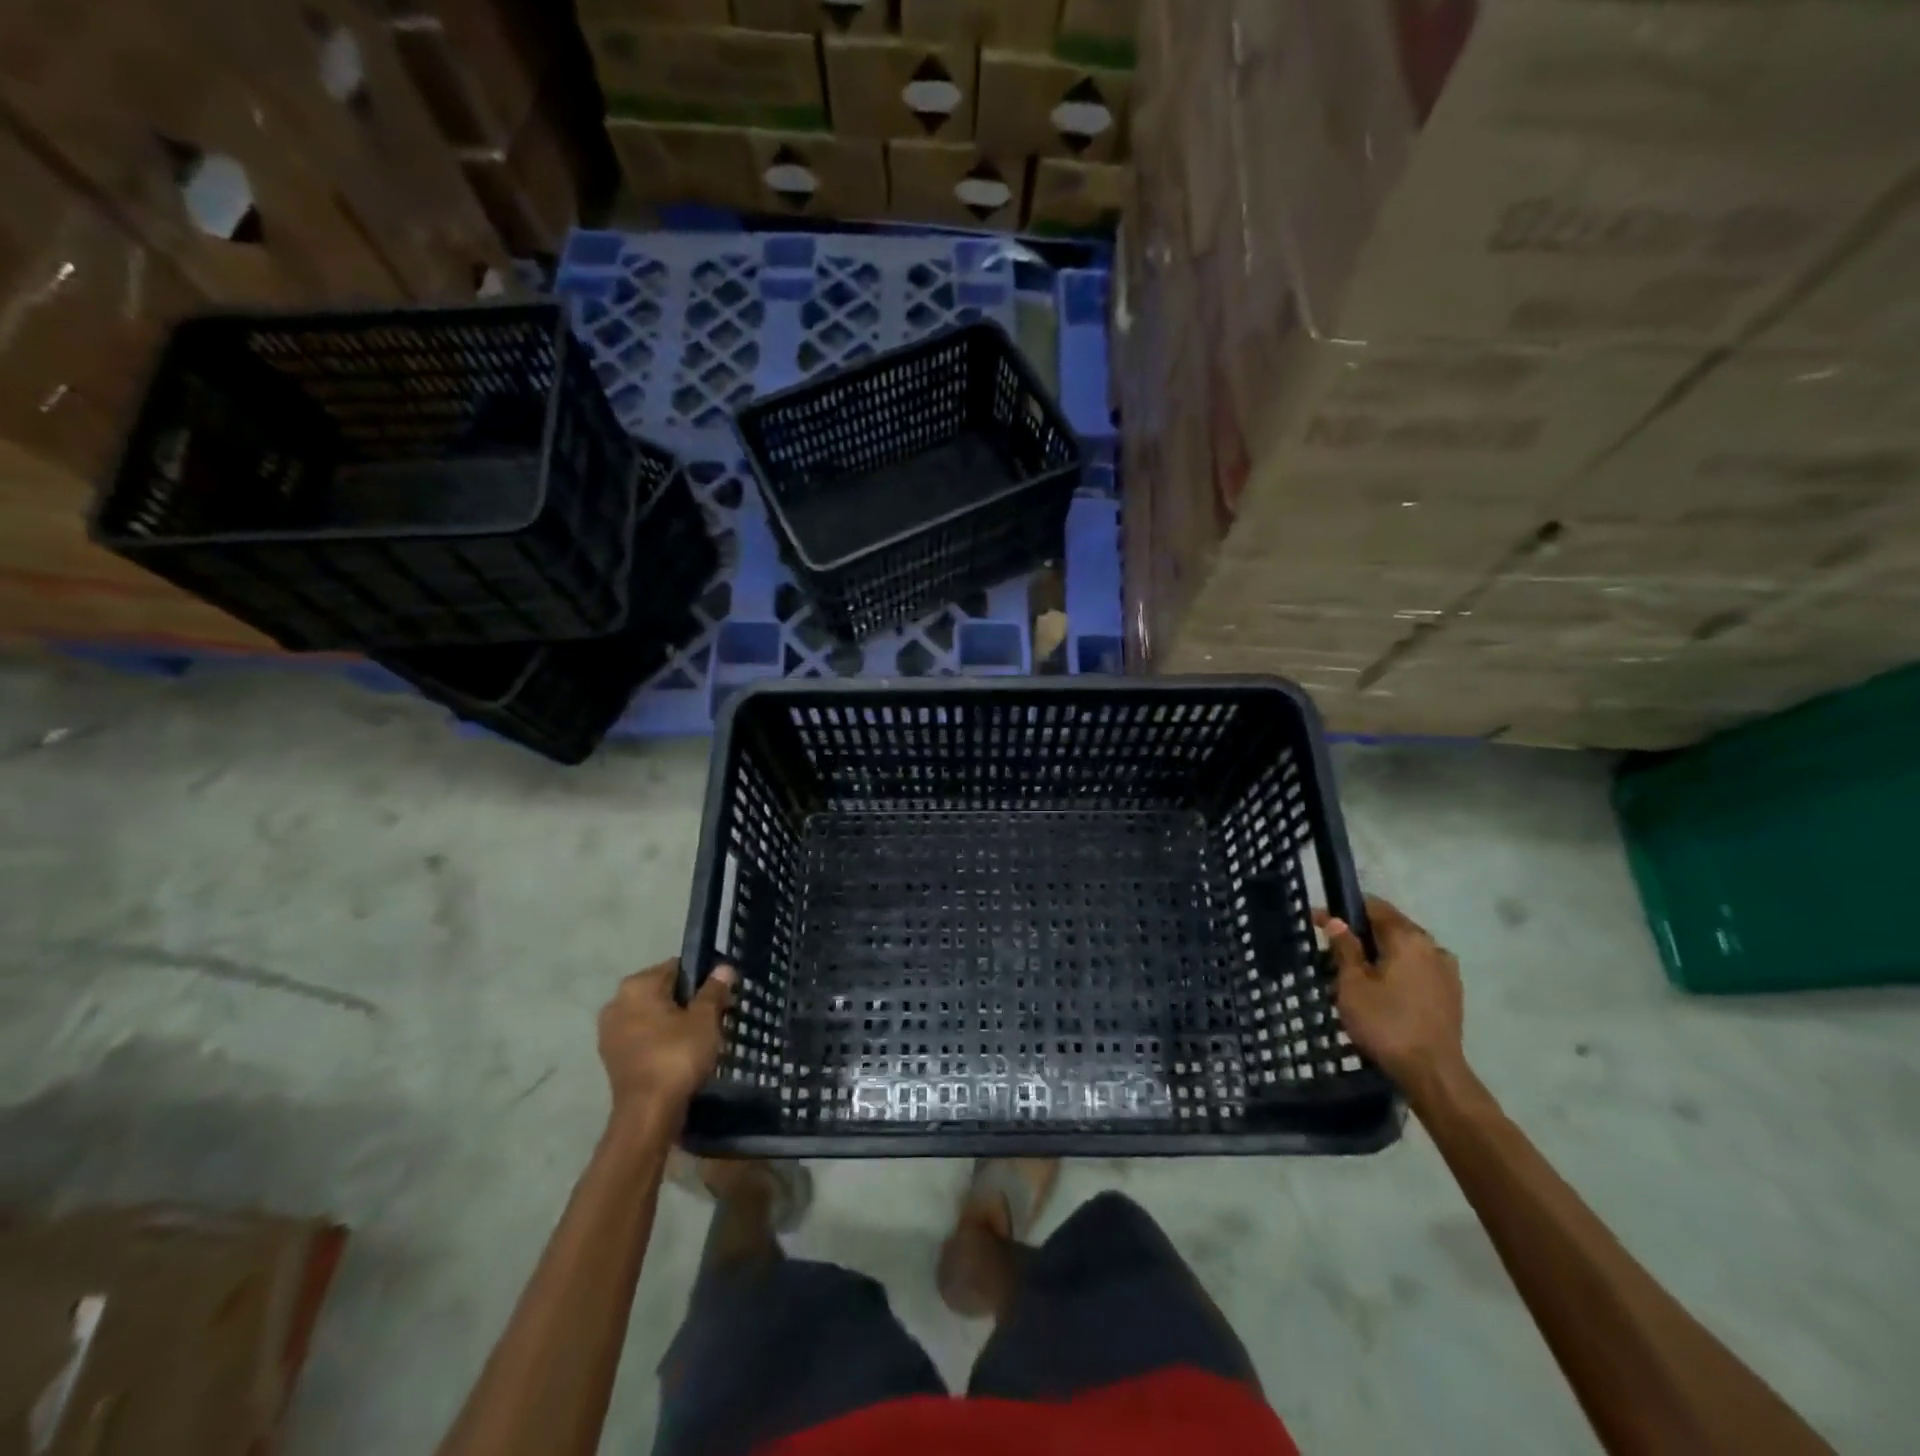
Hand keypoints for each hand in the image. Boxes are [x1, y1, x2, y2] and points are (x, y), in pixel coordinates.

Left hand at [597, 960, 735, 1123]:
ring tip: (700, 1038)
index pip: (676, 968)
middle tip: (714, 1017)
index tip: (719, 995)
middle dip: (686, 1002)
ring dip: (672, 1023)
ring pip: (651, 1017)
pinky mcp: (612, 1058)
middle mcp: (617, 1002)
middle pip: (662, 992)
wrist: (648, 1113)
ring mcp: (610, 1032)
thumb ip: (714, 990)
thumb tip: (723, 967)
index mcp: (637, 985)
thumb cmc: (678, 1055)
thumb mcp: (705, 1019)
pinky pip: (643, 1038)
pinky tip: (681, 1054)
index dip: (701, 979)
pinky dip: (660, 1041)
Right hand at [1319, 898, 1463, 1093]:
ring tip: (1353, 977)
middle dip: (1359, 935)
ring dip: (1379, 956)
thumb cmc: (1385, 1023)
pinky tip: (1381, 992)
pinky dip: (1396, 972)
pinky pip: (1417, 970)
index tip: (1318, 921)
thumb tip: (1337, 921)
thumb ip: (1345, 948)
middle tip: (1330, 952)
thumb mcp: (1352, 984)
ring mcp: (1446, 971)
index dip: (1343, 910)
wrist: (1432, 1074)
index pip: (1373, 907)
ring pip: (1404, 951)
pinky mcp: (1451, 994)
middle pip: (1390, 928)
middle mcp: (1432, 947)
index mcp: (1408, 938)